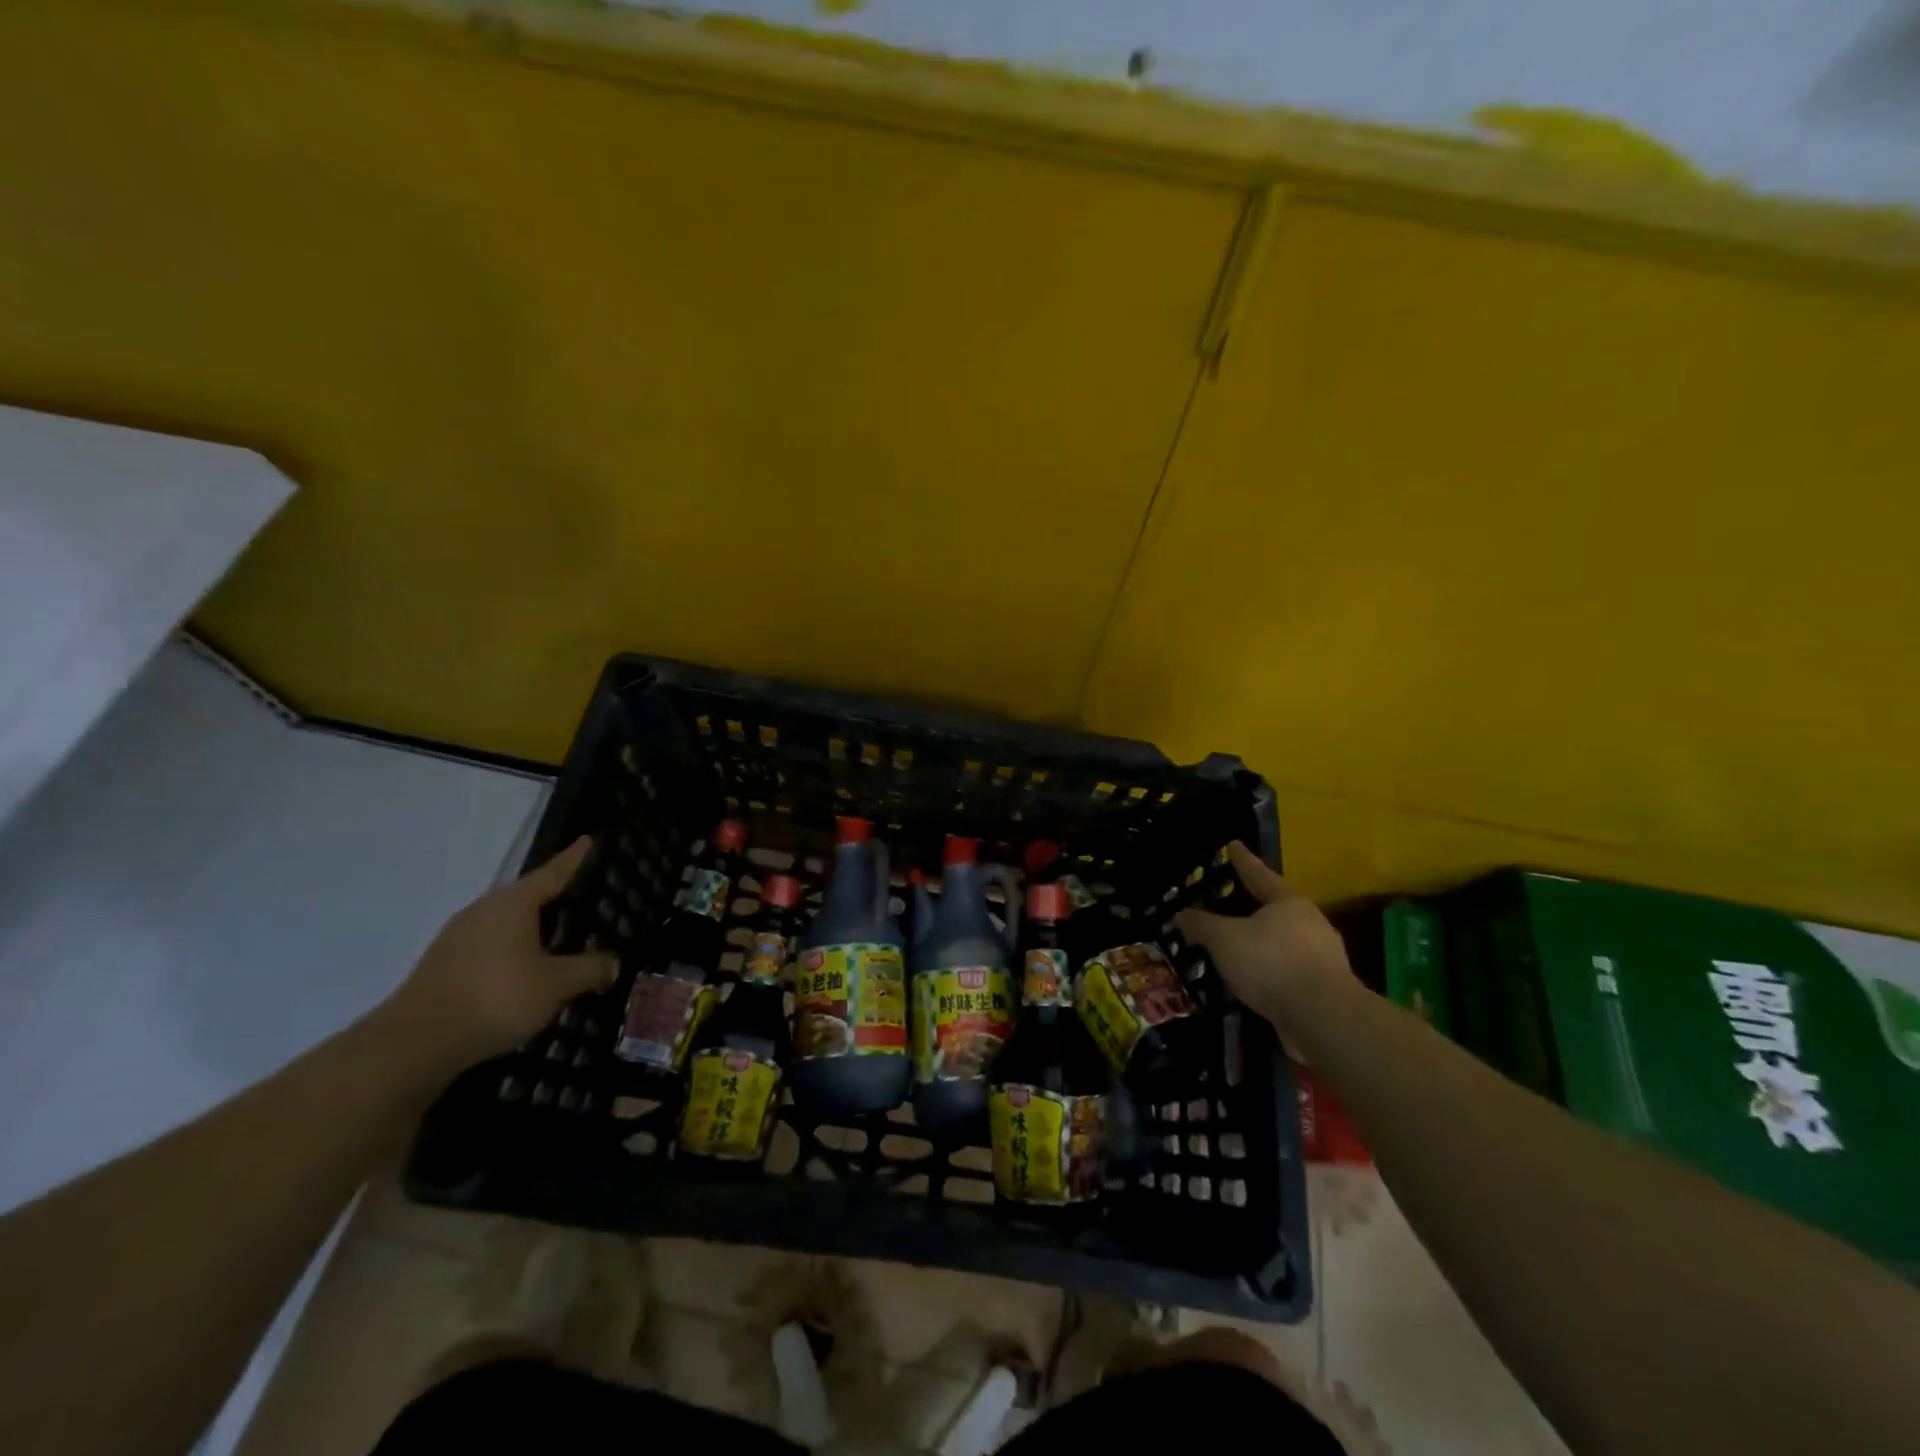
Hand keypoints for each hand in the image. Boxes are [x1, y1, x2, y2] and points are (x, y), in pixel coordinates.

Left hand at [382, 836, 618, 1067]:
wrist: (414, 1044)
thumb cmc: (496, 997)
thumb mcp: (556, 984)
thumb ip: (589, 969)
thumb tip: (613, 963)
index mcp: (513, 903)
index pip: (553, 872)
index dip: (574, 858)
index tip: (588, 840)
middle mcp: (484, 910)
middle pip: (528, 897)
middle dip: (556, 900)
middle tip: (586, 903)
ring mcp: (459, 937)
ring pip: (508, 925)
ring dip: (534, 932)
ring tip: (561, 943)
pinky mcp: (444, 965)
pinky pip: (491, 948)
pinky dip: (513, 954)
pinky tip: (526, 974)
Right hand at [1174, 841, 1356, 1037]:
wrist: (1323, 1018)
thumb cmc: (1272, 963)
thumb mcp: (1224, 940)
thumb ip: (1201, 925)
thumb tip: (1180, 913)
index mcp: (1288, 902)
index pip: (1258, 873)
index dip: (1242, 859)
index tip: (1233, 844)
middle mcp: (1310, 923)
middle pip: (1275, 907)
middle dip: (1253, 904)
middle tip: (1230, 901)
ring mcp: (1322, 957)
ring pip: (1283, 940)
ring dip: (1260, 942)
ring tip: (1235, 947)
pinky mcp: (1323, 988)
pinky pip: (1287, 969)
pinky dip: (1268, 970)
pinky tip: (1251, 980)